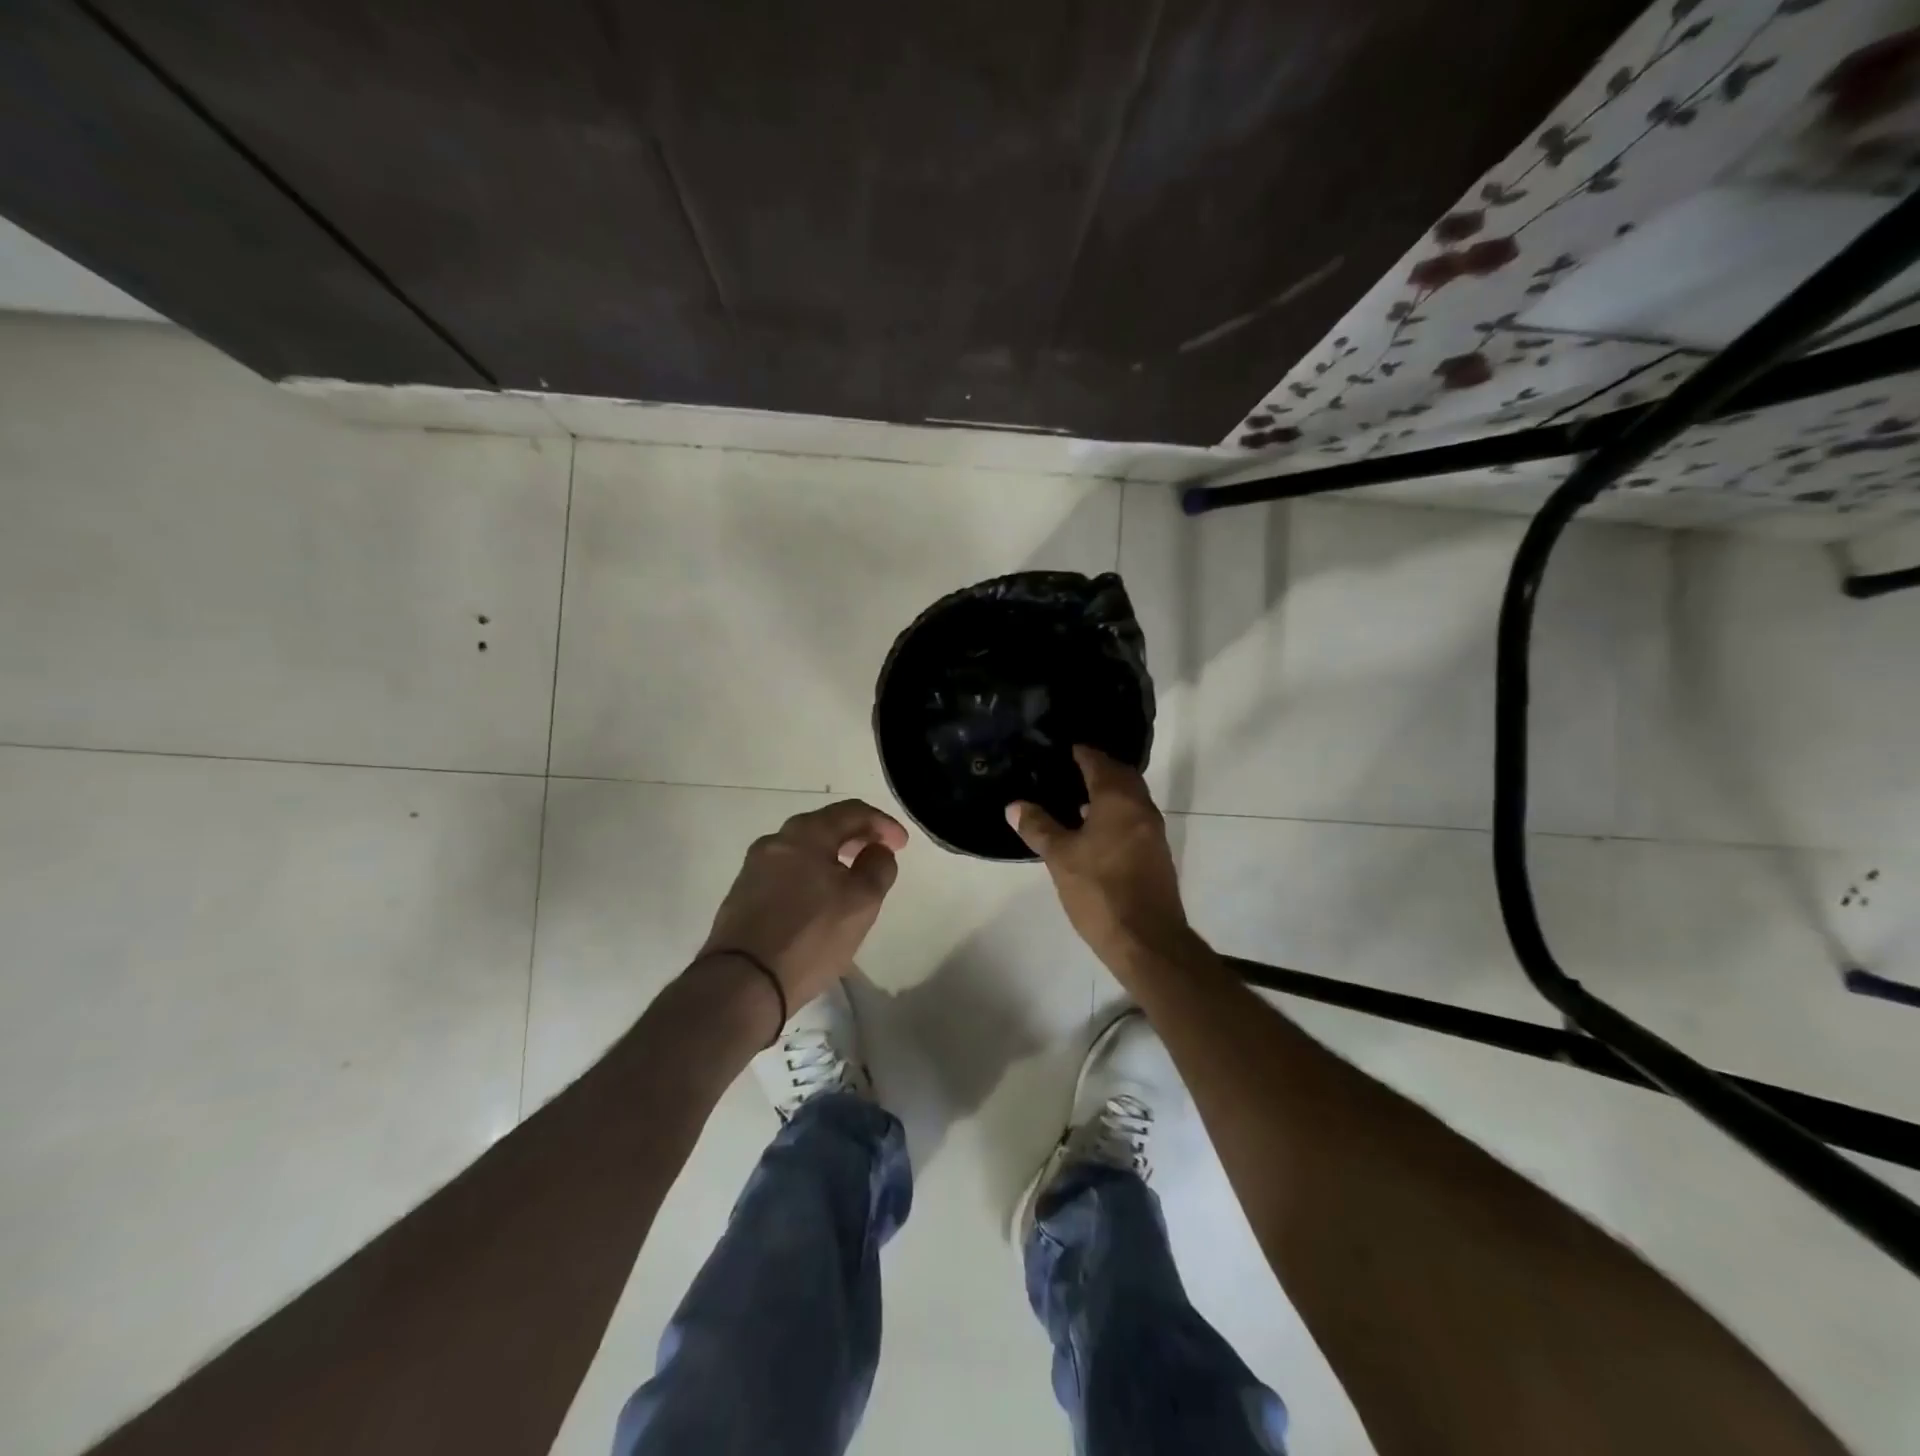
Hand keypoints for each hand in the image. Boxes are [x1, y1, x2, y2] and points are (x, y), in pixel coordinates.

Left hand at [698, 799, 907, 1014]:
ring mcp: (753, 868)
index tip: (902, 845)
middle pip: (824, 826)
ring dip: (833, 856)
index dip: (883, 823)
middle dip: (857, 836)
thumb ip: (878, 867)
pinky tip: (821, 900)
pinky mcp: (743, 895)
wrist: (742, 984)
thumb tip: (877, 850)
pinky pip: (787, 872)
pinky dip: (811, 874)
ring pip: (803, 850)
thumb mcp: (861, 902)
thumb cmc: (810, 937)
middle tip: (880, 855)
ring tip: (853, 879)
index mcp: (805, 833)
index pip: (852, 811)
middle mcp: (775, 841)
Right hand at [1007, 746, 1192, 973]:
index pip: (1100, 763)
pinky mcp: (1156, 855)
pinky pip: (1134, 820)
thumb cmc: (1100, 890)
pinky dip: (1115, 814)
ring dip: (1108, 793)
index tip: (1064, 748)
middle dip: (1099, 769)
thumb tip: (1015, 805)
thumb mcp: (1060, 857)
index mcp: (1119, 800)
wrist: (1147, 940)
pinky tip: (1093, 831)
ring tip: (1076, 798)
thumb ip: (1038, 827)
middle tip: (1070, 769)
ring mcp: (1153, 833)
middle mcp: (1141, 809)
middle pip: (1122, 777)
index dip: (1082, 753)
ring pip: (1130, 799)